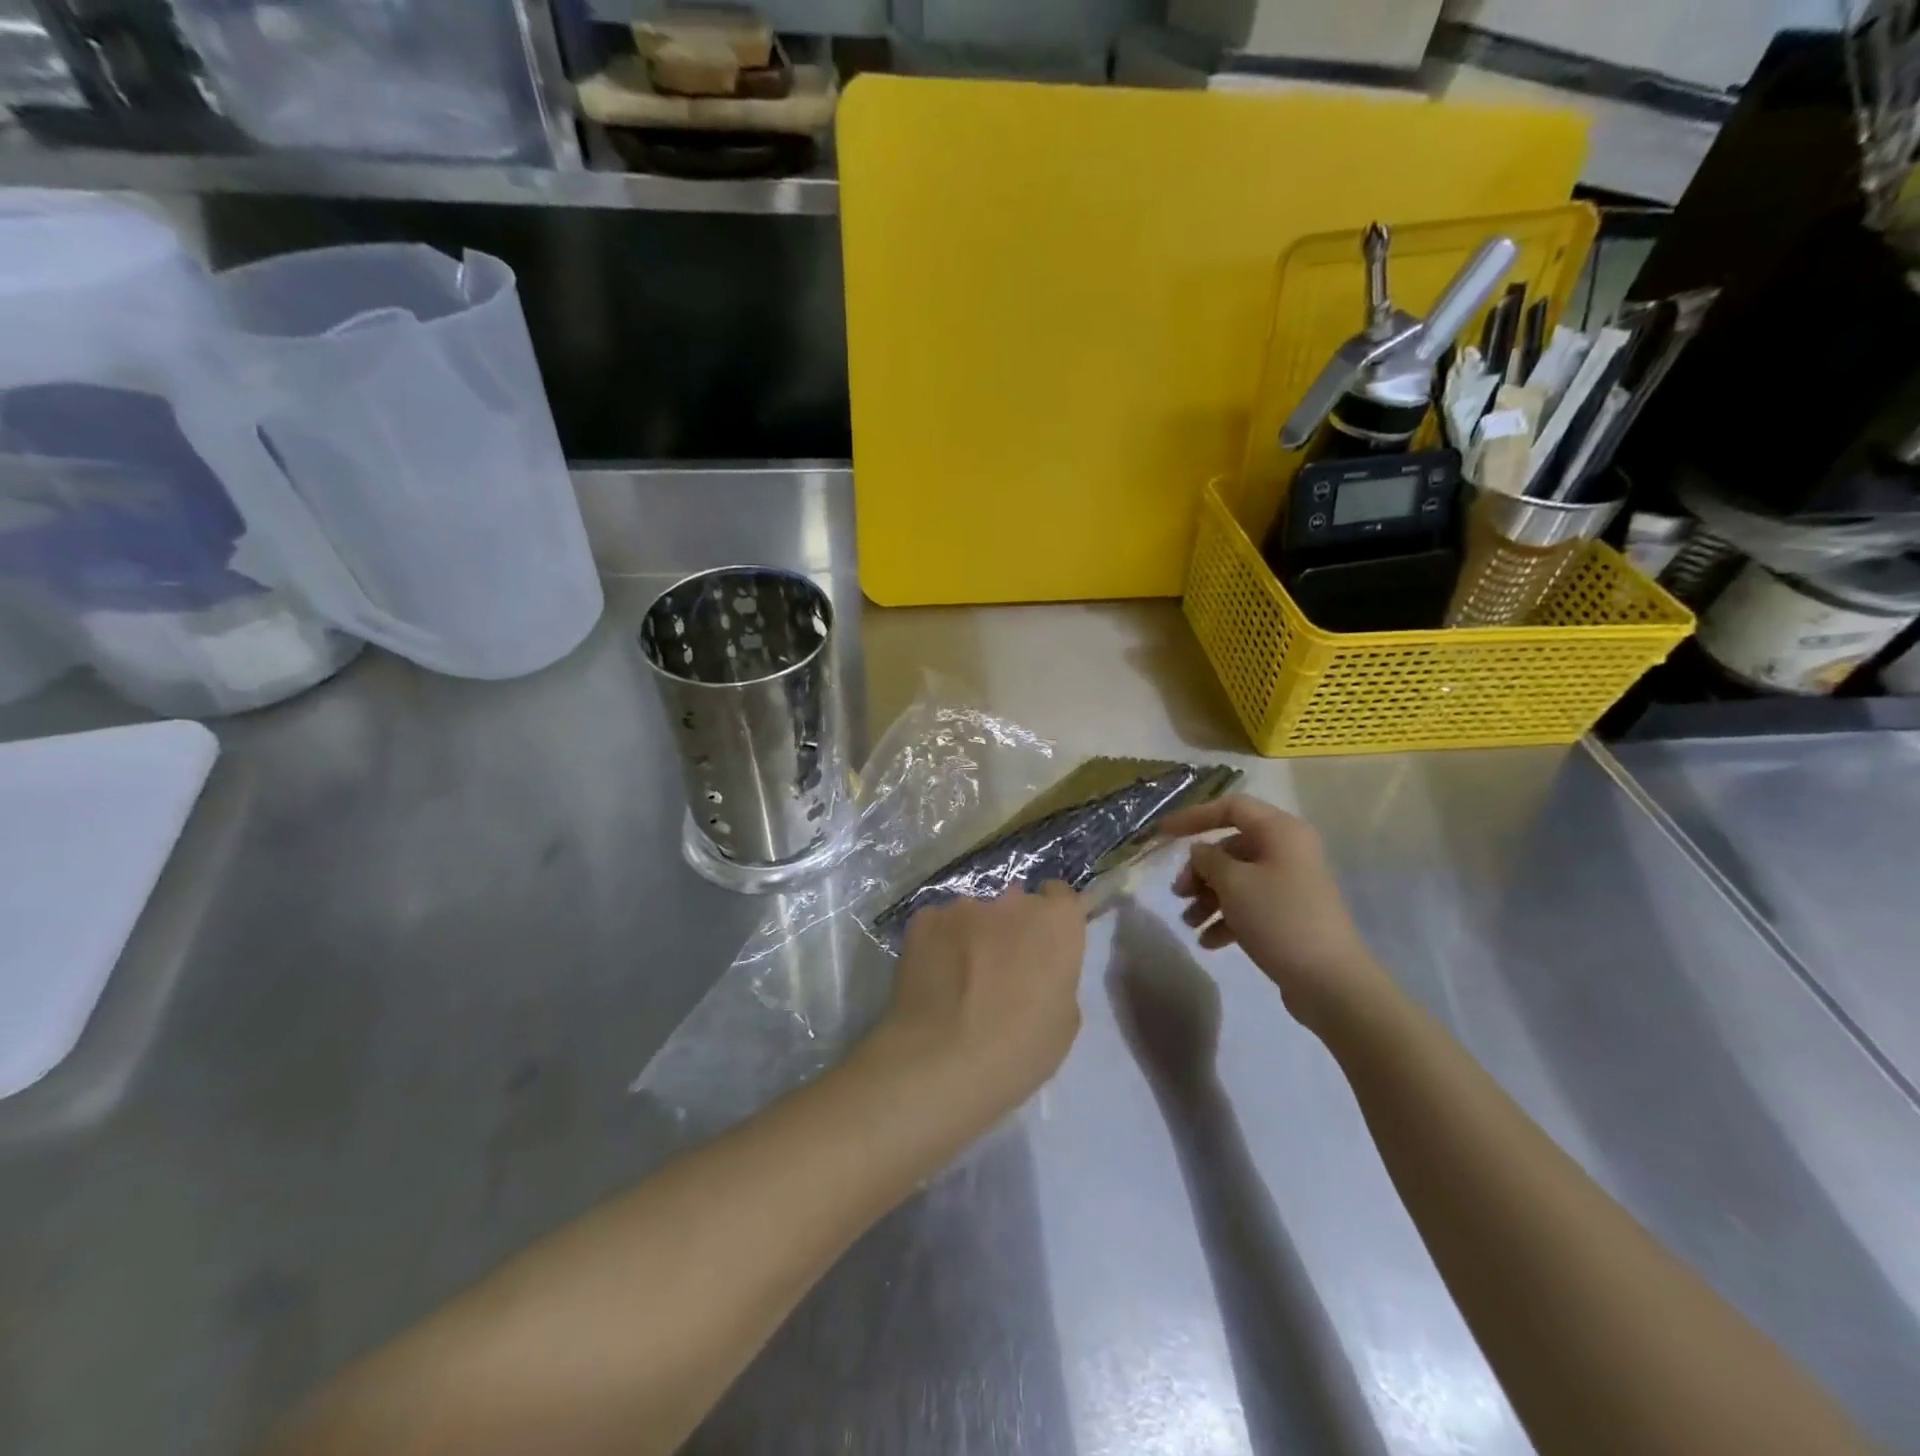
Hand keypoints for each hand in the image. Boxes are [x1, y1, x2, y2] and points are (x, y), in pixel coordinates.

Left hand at [869, 883, 1086, 1129]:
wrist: (940, 1062)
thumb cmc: (1017, 1050)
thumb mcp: (1063, 1022)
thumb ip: (1057, 977)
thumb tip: (1038, 969)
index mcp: (1056, 922)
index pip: (1061, 896)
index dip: (1053, 920)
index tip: (1045, 947)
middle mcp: (1012, 901)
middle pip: (1017, 904)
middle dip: (1012, 928)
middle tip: (1002, 970)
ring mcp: (964, 906)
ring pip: (975, 915)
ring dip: (974, 936)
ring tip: (961, 979)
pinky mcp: (924, 919)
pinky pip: (939, 925)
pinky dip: (940, 944)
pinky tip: (934, 979)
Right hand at [1160, 795, 1388, 1028]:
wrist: (1331, 981)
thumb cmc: (1279, 918)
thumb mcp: (1234, 883)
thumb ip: (1208, 860)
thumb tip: (1201, 852)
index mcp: (1281, 831)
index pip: (1231, 807)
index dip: (1194, 816)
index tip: (1163, 834)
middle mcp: (1288, 851)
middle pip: (1231, 847)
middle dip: (1200, 870)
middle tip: (1179, 893)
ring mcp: (1291, 884)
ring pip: (1238, 878)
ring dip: (1209, 897)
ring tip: (1189, 922)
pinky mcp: (1291, 914)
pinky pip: (1250, 904)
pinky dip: (1227, 918)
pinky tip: (1209, 942)